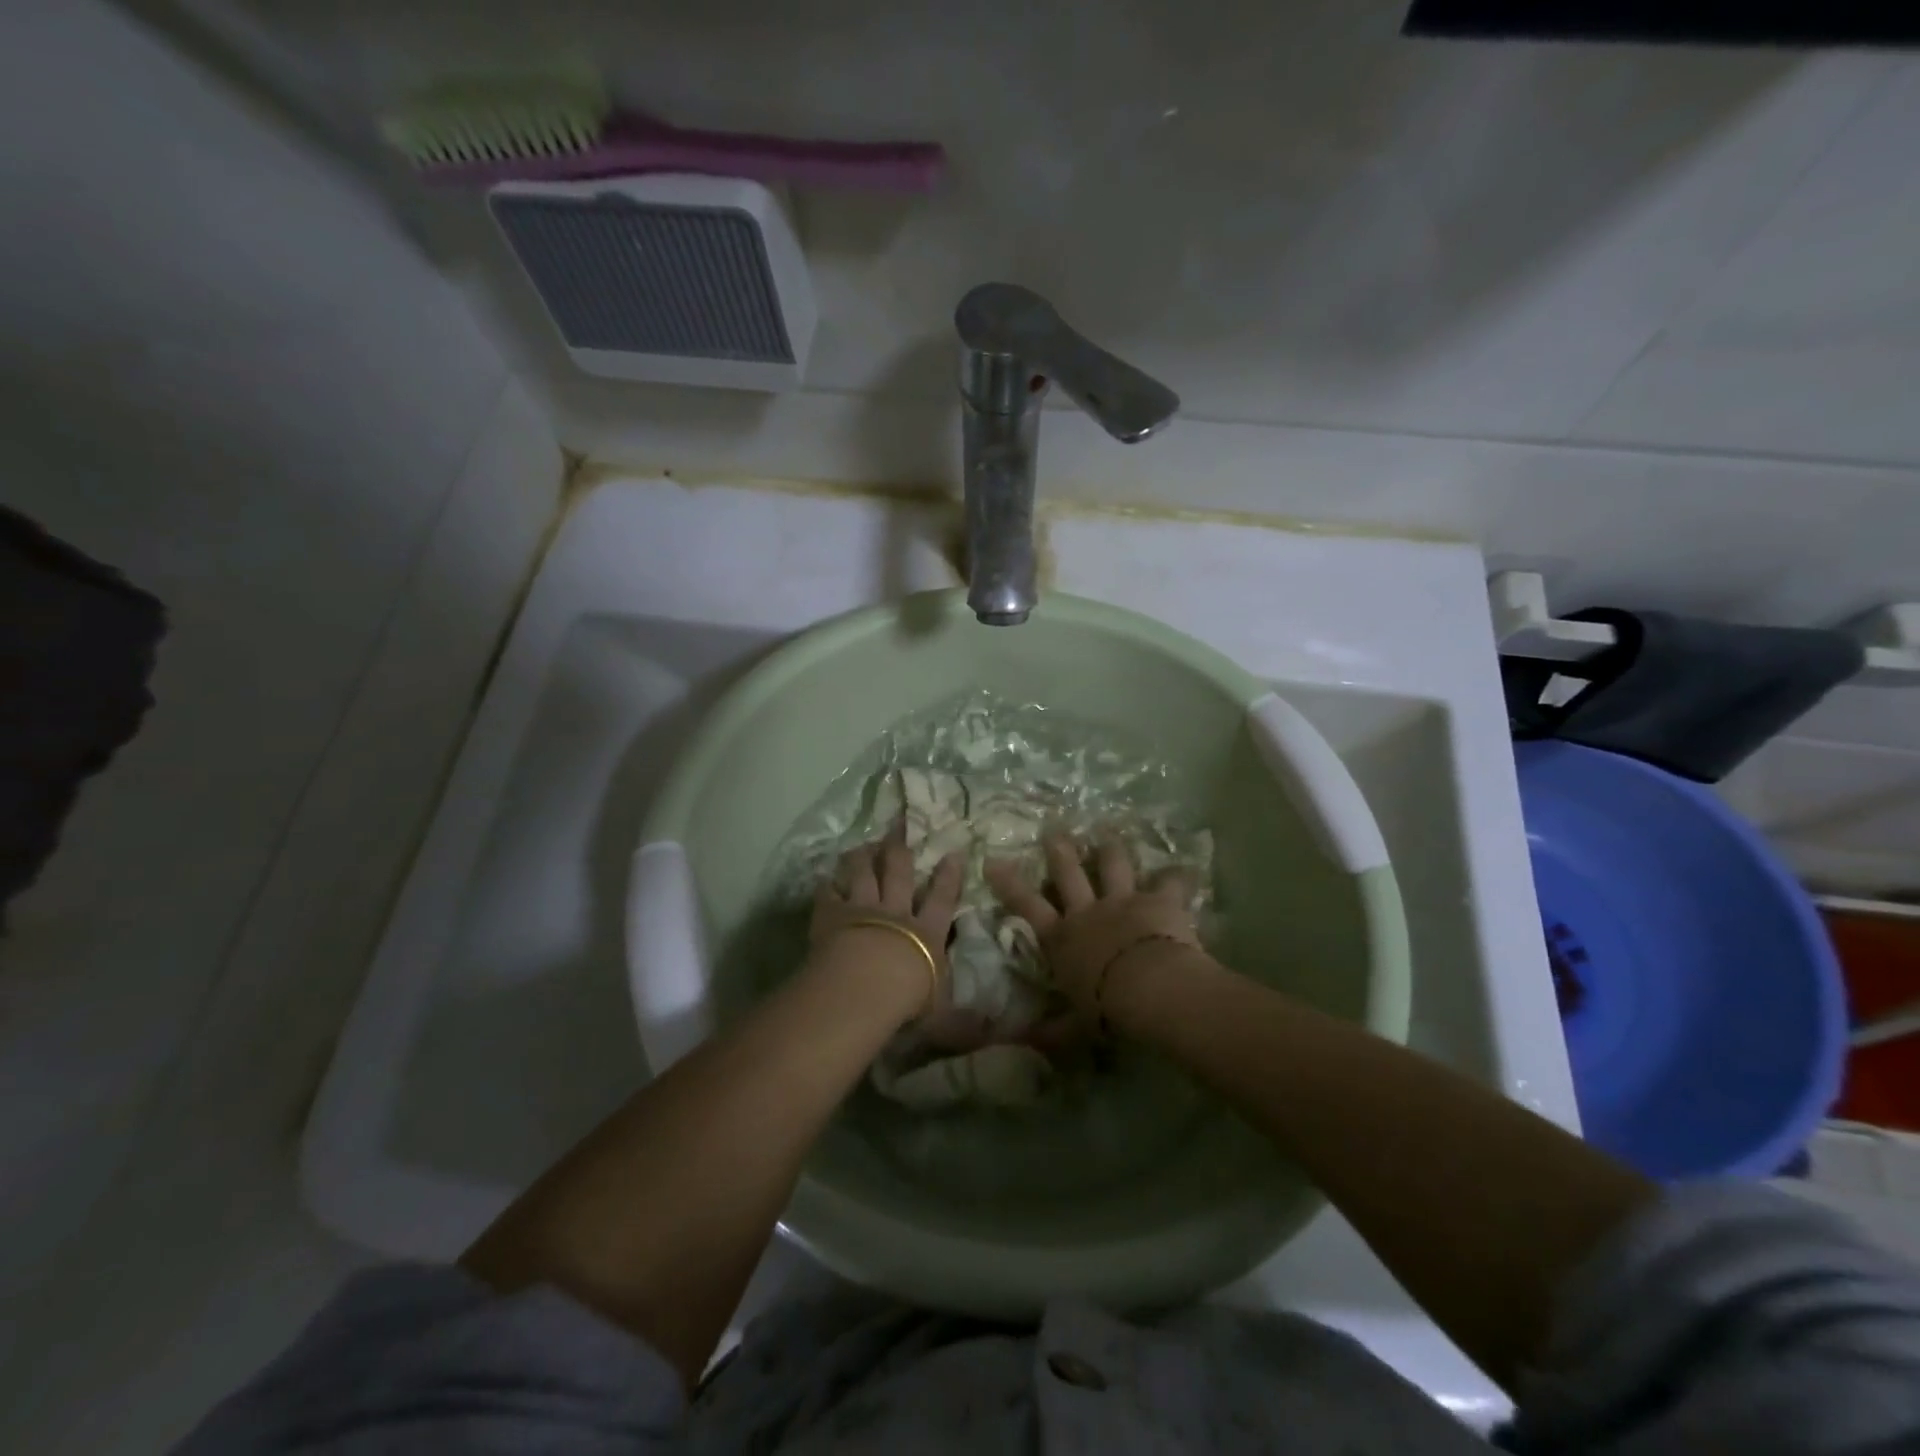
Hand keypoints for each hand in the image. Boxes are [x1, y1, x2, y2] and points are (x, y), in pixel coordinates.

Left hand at [811, 826, 963, 1011]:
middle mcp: (897, 912)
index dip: (949, 876)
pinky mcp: (833, 915)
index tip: (953, 853)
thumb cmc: (907, 999)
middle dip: (900, 850)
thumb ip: (962, 1020)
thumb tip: (991, 1032)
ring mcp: (863, 909)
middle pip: (900, 874)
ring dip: (863, 857)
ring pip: (863, 874)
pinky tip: (826, 878)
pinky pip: (829, 894)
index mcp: (927, 933)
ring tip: (863, 844)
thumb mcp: (943, 1016)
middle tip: (899, 827)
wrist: (864, 985)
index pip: (943, 899)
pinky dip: (828, 885)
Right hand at [986, 831, 1201, 1022]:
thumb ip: (1051, 1031)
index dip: (1009, 883)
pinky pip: (1170, 882)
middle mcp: (1088, 911)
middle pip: (1069, 872)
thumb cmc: (1106, 1008)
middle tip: (1053, 828)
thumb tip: (1023, 1042)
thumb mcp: (1074, 1027)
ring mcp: (1123, 901)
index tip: (993, 860)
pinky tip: (1184, 868)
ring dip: (1110, 848)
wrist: (1150, 988)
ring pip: (1113, 865)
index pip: (1028, 906)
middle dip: (1059, 850)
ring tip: (1108, 831)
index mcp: (1063, 938)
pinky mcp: (1159, 900)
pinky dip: (1177, 876)